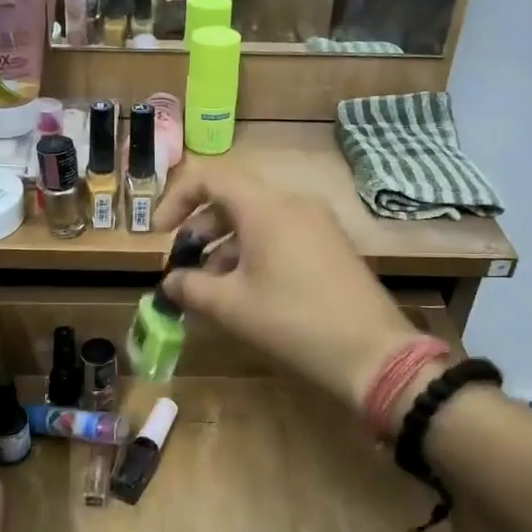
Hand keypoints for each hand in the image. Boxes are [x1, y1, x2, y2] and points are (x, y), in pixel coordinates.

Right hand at [156, 170, 419, 412]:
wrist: (373, 353)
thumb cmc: (293, 322)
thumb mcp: (232, 306)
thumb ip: (191, 287)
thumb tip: (170, 282)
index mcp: (265, 207)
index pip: (210, 178)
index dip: (176, 200)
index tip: (159, 234)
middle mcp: (292, 202)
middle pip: (233, 198)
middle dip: (200, 229)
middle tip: (183, 265)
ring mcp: (317, 222)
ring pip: (257, 218)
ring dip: (225, 245)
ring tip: (211, 288)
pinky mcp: (330, 243)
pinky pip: (281, 233)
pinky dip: (254, 251)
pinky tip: (247, 291)